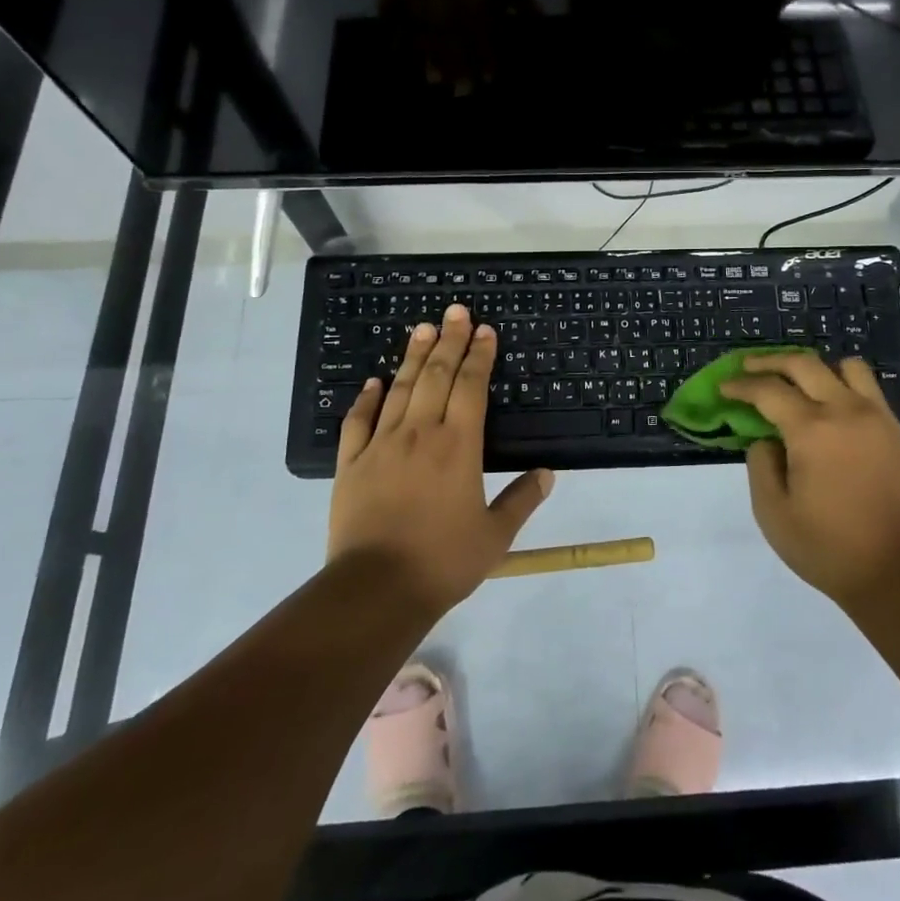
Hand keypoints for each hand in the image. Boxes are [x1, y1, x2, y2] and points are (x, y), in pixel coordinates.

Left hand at [328, 304, 553, 616]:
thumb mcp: (495, 535)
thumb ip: (521, 500)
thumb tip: (548, 474)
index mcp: (459, 446)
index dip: (479, 355)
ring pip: (400, 389)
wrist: (376, 589)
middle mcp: (420, 433)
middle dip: (448, 341)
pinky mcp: (351, 463)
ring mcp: (381, 445)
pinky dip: (367, 398)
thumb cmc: (443, 562)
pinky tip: (374, 381)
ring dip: (413, 357)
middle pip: (436, 376)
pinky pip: (358, 421)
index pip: (471, 387)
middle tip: (455, 311)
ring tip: (421, 328)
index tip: (484, 330)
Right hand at [722, 353, 899, 609]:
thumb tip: (767, 440)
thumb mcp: (773, 513)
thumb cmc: (829, 548)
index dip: (741, 385)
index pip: (768, 390)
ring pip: (848, 368)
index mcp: (812, 430)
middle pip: (804, 364)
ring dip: (817, 368)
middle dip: (770, 361)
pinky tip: (834, 414)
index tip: (725, 387)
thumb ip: (761, 465)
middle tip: (749, 367)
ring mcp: (879, 419)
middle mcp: (846, 411)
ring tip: (801, 383)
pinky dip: (846, 389)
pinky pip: (871, 393)